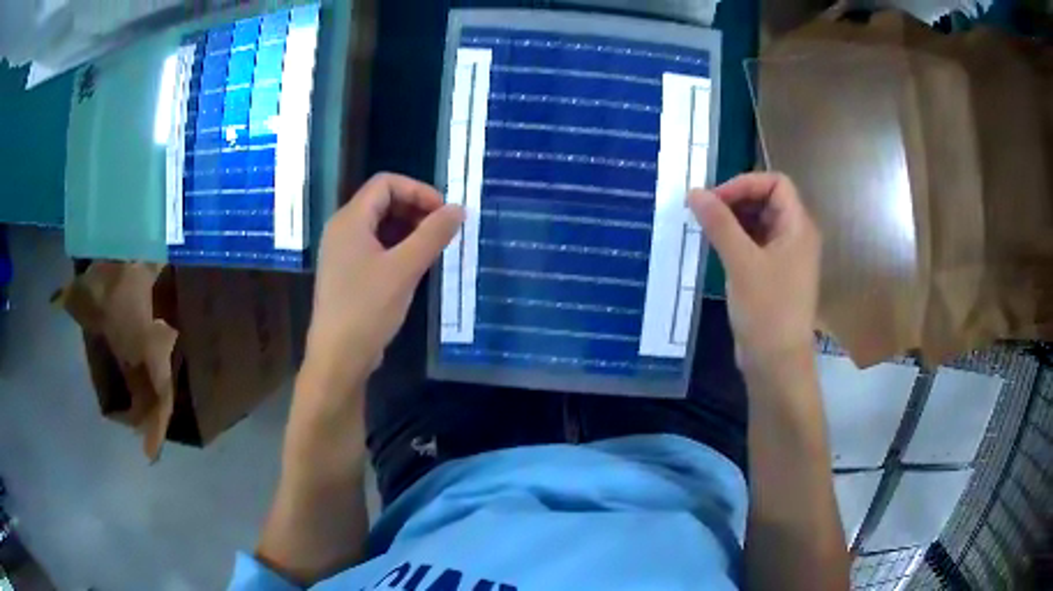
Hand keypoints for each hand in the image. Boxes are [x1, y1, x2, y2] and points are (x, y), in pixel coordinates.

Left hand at [304, 173, 463, 392]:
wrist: (338, 356)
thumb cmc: (368, 308)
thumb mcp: (405, 269)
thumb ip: (433, 235)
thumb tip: (459, 209)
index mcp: (350, 220)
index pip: (386, 183)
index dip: (418, 190)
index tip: (444, 211)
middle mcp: (342, 229)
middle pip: (382, 201)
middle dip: (415, 209)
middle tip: (442, 230)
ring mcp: (342, 252)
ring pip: (379, 225)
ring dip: (408, 229)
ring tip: (433, 248)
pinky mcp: (347, 272)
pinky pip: (374, 246)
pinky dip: (397, 247)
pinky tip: (415, 266)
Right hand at [689, 173, 820, 372]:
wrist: (777, 362)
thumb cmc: (767, 309)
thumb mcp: (741, 262)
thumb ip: (719, 223)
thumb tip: (694, 192)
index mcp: (798, 226)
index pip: (776, 183)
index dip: (745, 184)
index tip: (714, 199)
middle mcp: (796, 236)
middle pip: (767, 200)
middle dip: (736, 200)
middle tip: (704, 212)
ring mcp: (785, 257)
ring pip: (759, 222)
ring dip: (733, 220)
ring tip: (705, 228)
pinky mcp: (773, 275)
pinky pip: (755, 244)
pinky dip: (735, 239)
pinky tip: (715, 247)